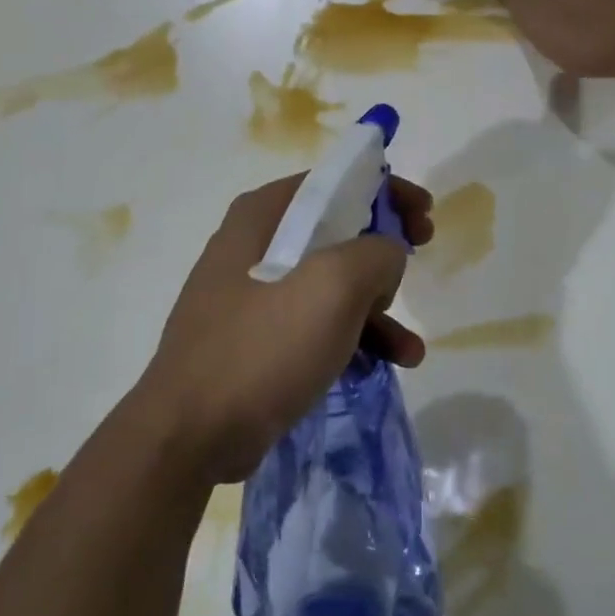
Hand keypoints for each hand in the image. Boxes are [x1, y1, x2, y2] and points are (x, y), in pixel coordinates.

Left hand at [136, 174, 433, 483]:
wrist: (191, 433)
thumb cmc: (262, 347)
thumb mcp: (333, 287)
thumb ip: (375, 253)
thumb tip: (385, 256)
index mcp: (262, 216)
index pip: (333, 182)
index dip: (385, 191)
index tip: (423, 215)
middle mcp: (252, 246)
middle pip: (335, 231)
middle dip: (384, 252)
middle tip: (421, 260)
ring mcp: (251, 296)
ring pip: (328, 285)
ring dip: (376, 310)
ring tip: (410, 350)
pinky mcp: (255, 340)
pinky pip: (314, 325)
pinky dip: (350, 339)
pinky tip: (383, 366)